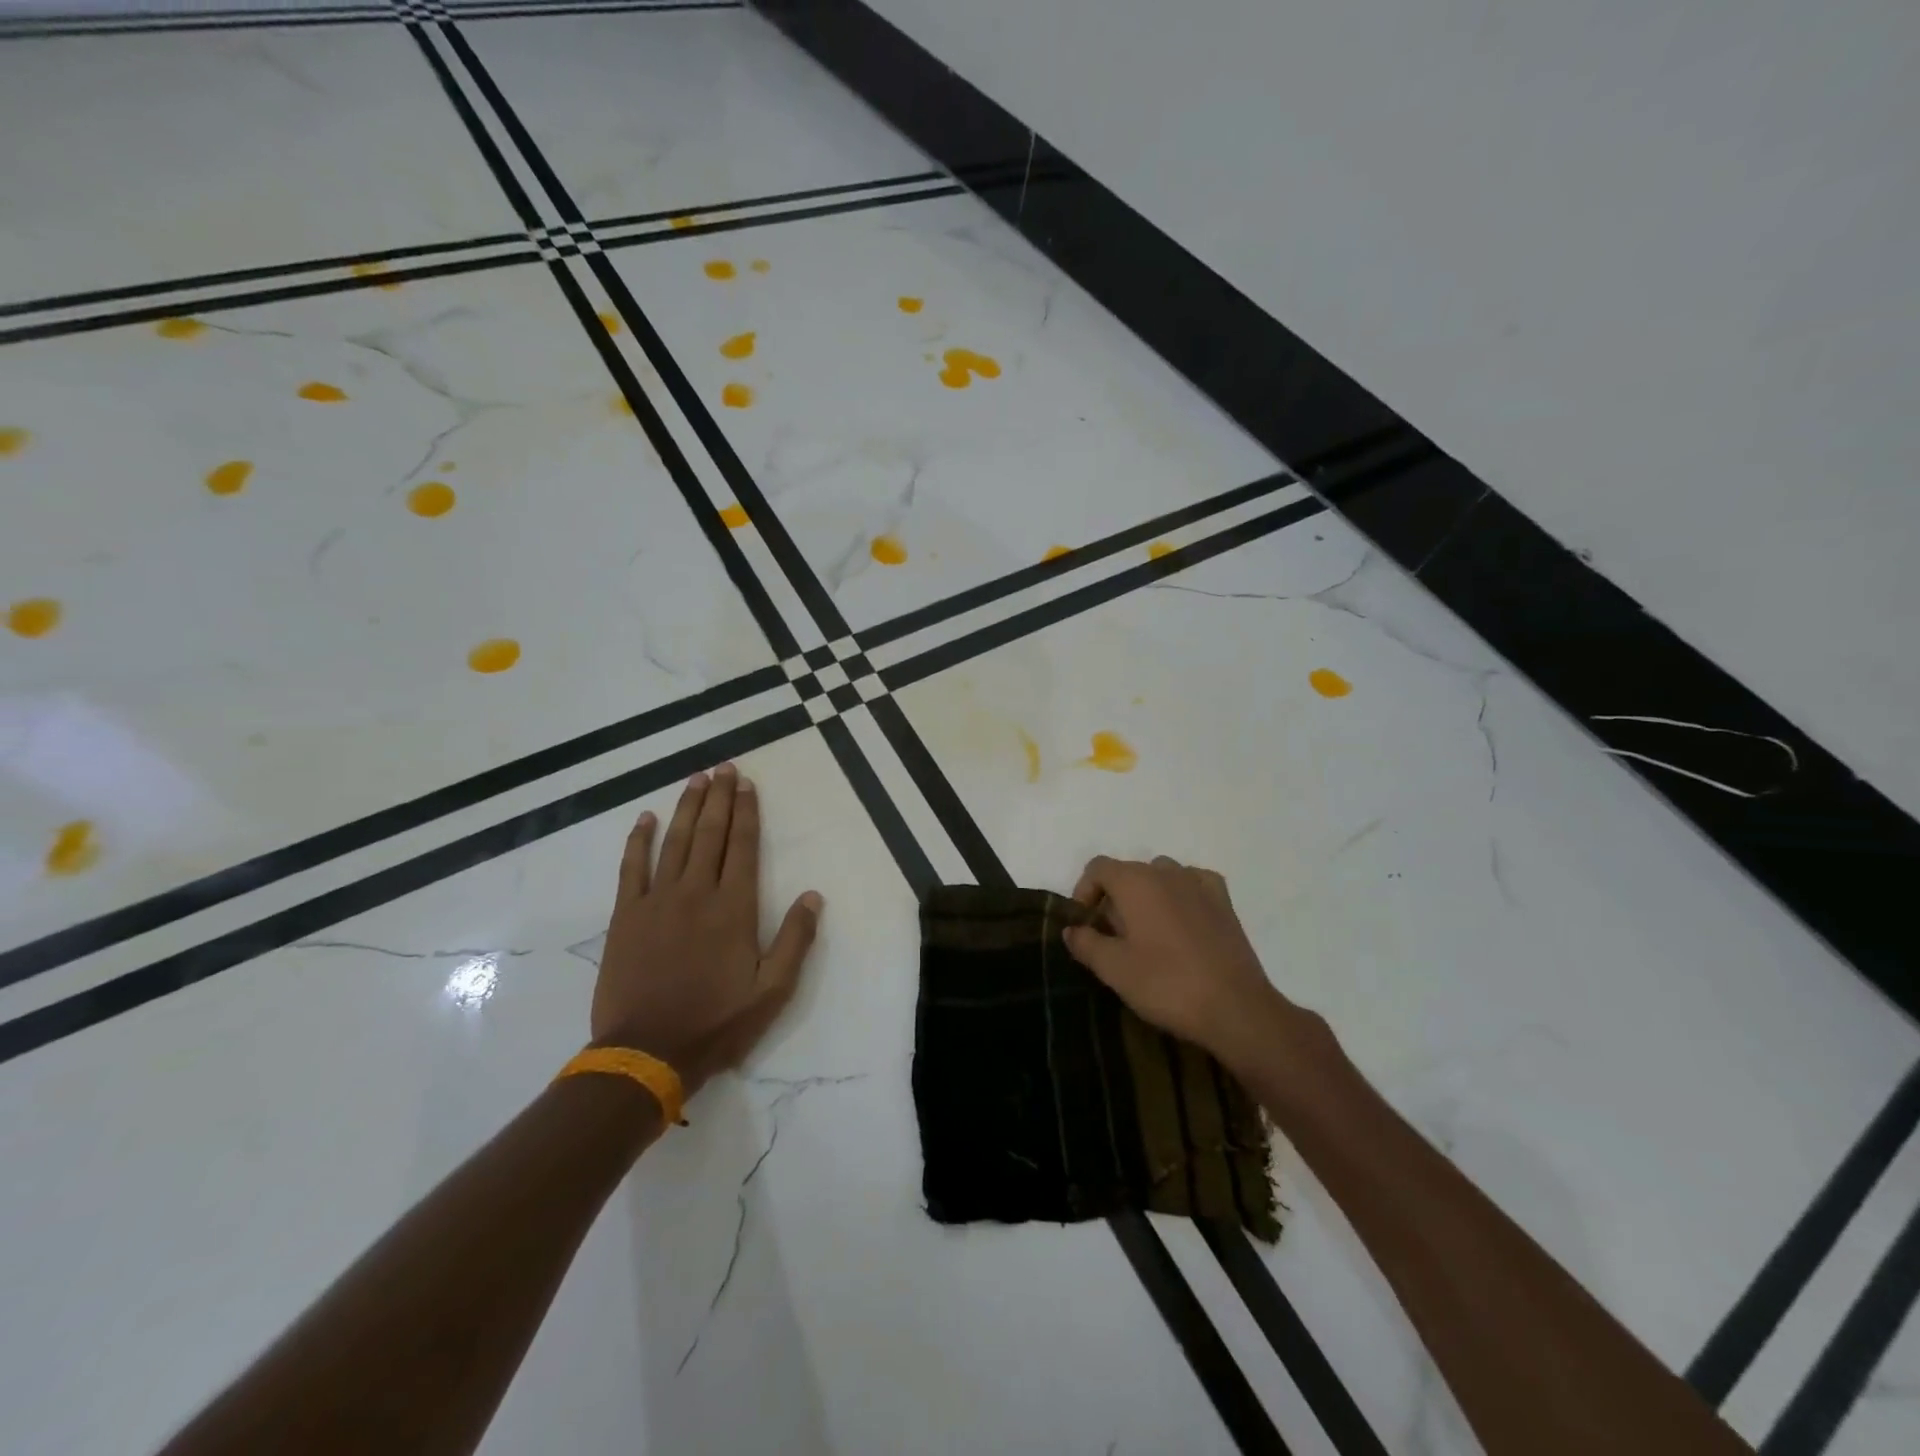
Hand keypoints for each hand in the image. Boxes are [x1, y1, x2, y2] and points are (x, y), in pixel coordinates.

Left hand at [592, 763, 822, 1097]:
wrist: (647, 1053)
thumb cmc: (717, 1022)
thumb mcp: (772, 991)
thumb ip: (795, 940)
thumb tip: (814, 896)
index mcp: (733, 908)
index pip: (742, 847)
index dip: (746, 812)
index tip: (746, 784)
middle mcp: (696, 893)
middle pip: (710, 834)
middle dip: (719, 798)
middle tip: (723, 767)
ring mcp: (657, 901)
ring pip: (674, 842)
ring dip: (686, 808)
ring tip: (695, 779)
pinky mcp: (625, 916)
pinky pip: (631, 868)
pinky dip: (638, 840)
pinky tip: (645, 818)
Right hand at [1064, 855, 1307, 1067]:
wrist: (1236, 1008)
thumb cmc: (1167, 985)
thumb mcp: (1114, 970)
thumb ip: (1086, 943)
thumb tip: (1072, 929)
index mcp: (1135, 882)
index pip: (1098, 867)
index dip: (1084, 891)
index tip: (1085, 925)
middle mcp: (1166, 872)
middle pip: (1128, 871)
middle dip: (1114, 898)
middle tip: (1112, 937)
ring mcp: (1199, 884)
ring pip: (1161, 876)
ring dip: (1147, 895)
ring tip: (1147, 932)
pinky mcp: (1224, 902)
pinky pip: (1193, 884)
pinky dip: (1181, 894)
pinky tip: (1182, 921)